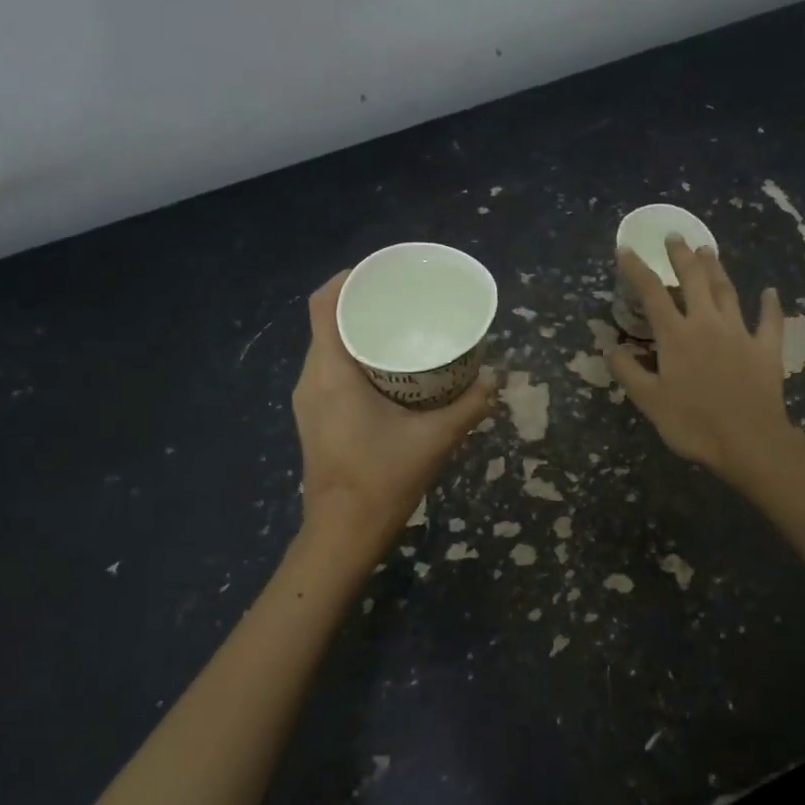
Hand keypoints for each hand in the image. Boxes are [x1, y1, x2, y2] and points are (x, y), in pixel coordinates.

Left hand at [293, 272, 496, 549]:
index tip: (382, 271)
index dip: (348, 278)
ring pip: (328, 348)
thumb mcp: (434, 440)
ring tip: (399, 329)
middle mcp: (311, 378)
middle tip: (403, 300)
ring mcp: (308, 400)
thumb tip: (496, 378)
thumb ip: (469, 406)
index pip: (324, 304)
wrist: (342, 533)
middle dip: (362, 304)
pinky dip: (354, 358)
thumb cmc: (382, 480)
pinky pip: (329, 370)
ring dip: (358, 332)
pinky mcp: (314, 417)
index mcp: (331, 373)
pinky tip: (388, 370)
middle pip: (327, 322)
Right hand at [609, 238, 797, 483]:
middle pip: (694, 280)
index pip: (652, 294)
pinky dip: (770, 305)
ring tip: (709, 249)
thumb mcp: (649, 401)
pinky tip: (770, 292)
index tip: (626, 249)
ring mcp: (740, 333)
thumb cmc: (692, 423)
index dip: (637, 270)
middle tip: (675, 236)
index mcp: (676, 336)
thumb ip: (628, 372)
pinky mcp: (766, 349)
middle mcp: (707, 324)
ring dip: (717, 269)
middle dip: (682, 256)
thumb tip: (611, 348)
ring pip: (727, 291)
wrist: (748, 441)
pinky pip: (769, 321)